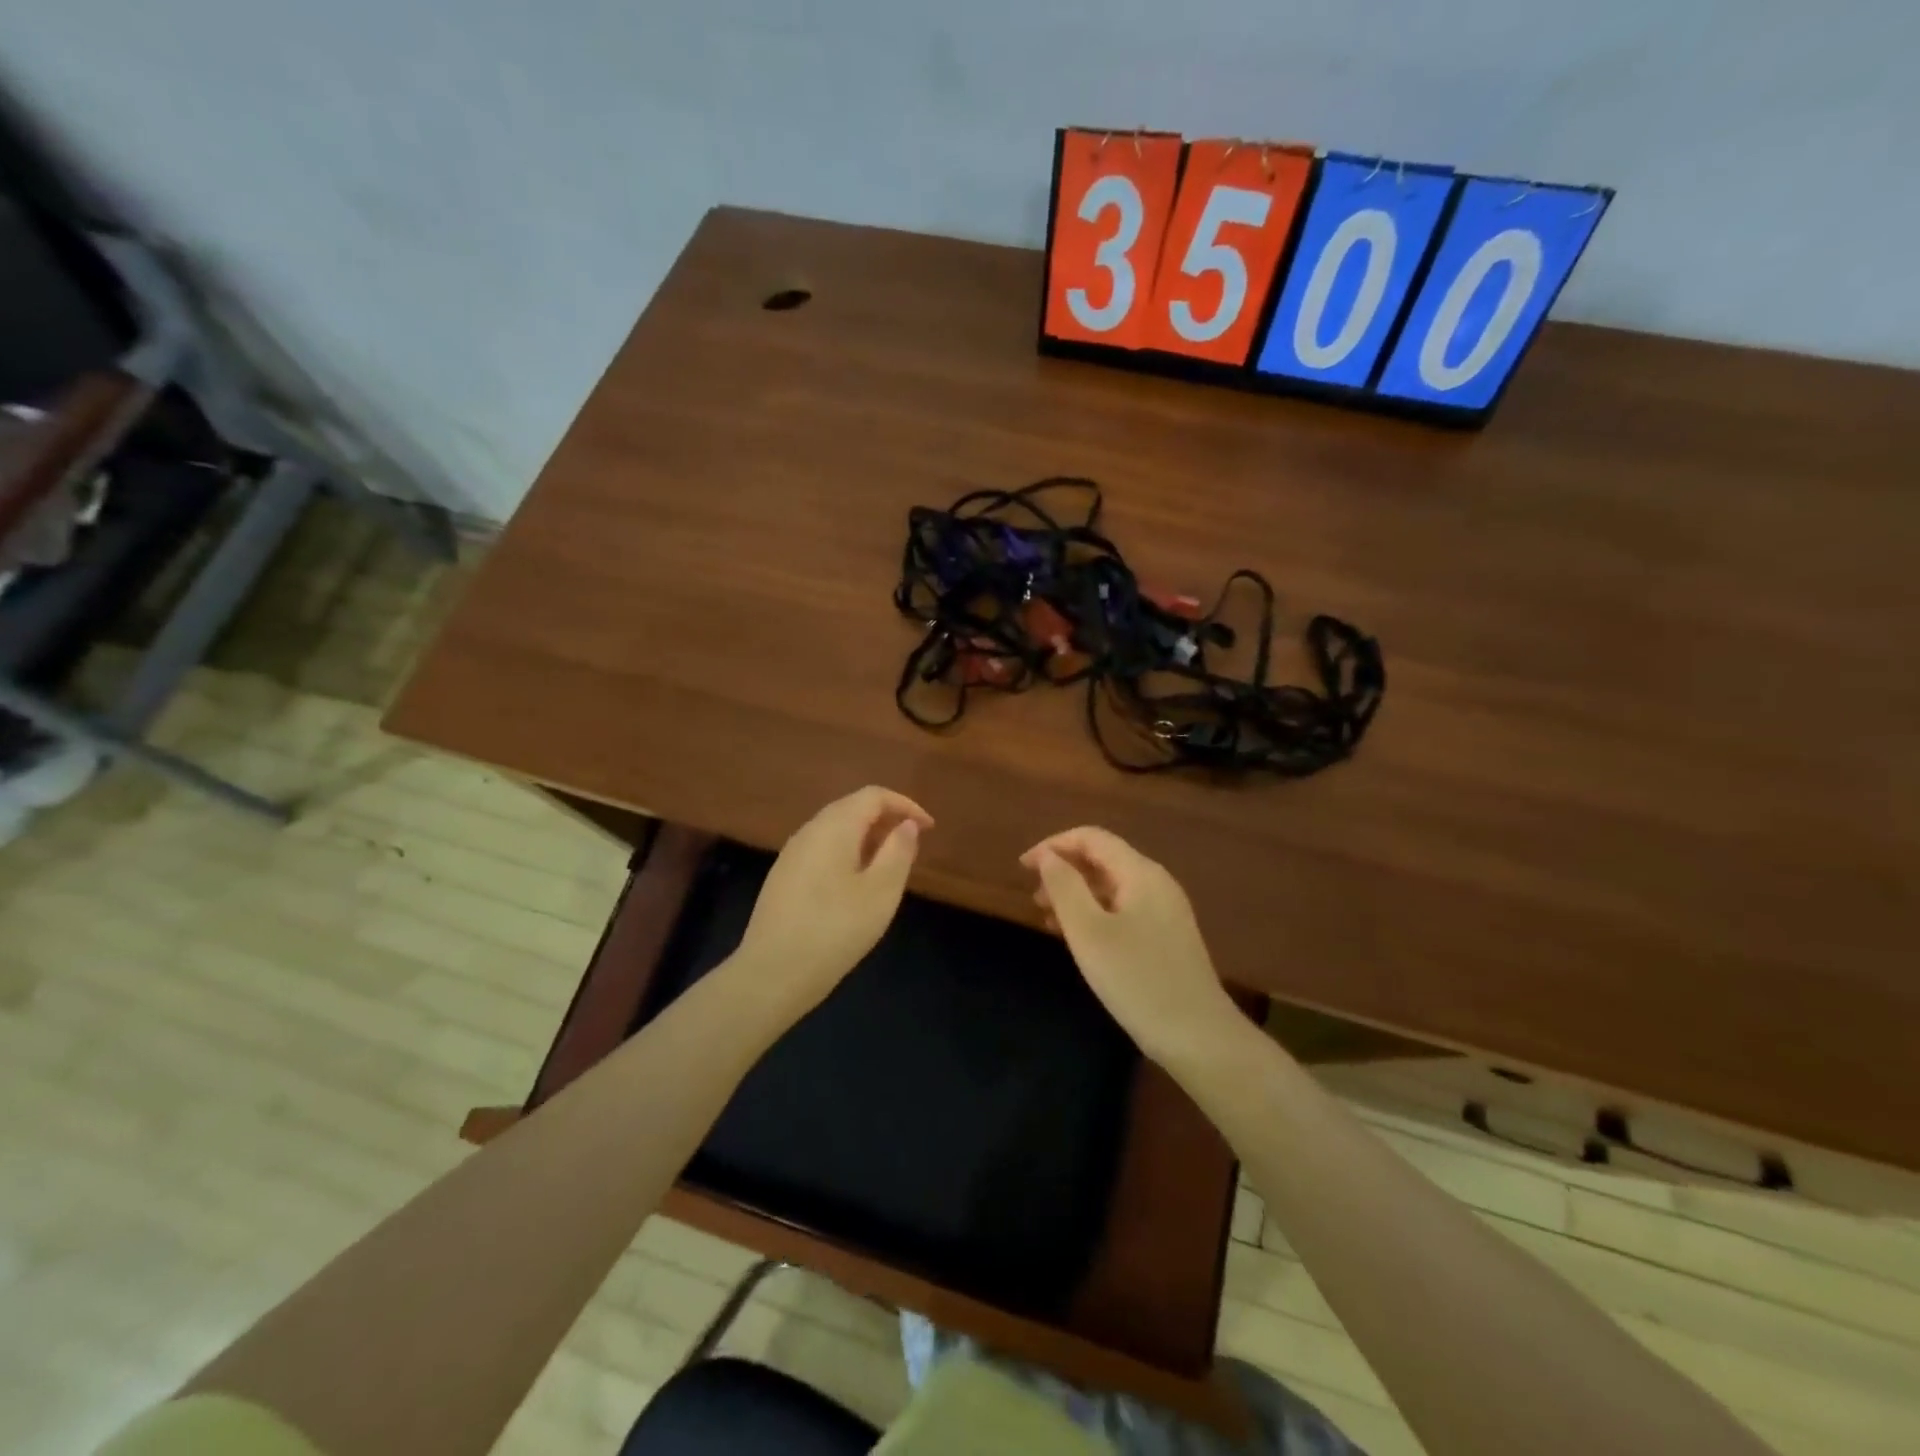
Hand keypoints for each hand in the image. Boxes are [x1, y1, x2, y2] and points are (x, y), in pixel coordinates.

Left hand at [736, 786, 933, 1014]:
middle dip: (886, 819)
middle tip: (911, 845)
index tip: (929, 828)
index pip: (874, 796)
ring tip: (888, 866)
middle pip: (852, 807)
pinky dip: (847, 853)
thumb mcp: (881, 892)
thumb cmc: (835, 930)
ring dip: (866, 838)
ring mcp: (791, 854)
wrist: (772, 973)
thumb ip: (899, 851)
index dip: (905, 805)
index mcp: (834, 826)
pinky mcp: (783, 877)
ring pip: (835, 829)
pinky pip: (822, 849)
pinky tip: (855, 885)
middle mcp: (809, 831)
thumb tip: (907, 824)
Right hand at [1021, 826, 1237, 1065]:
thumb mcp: (1089, 932)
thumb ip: (1065, 887)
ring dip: (1077, 894)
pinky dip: (1095, 913)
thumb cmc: (1136, 979)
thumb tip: (1048, 857)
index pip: (1092, 838)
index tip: (1023, 868)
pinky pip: (1123, 909)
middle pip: (1103, 859)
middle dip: (1065, 870)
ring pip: (1112, 886)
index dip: (1054, 845)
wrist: (1198, 1036)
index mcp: (1140, 873)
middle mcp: (1156, 883)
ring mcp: (1165, 911)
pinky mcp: (1167, 937)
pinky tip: (1079, 938)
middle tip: (1033, 897)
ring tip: (1048, 918)